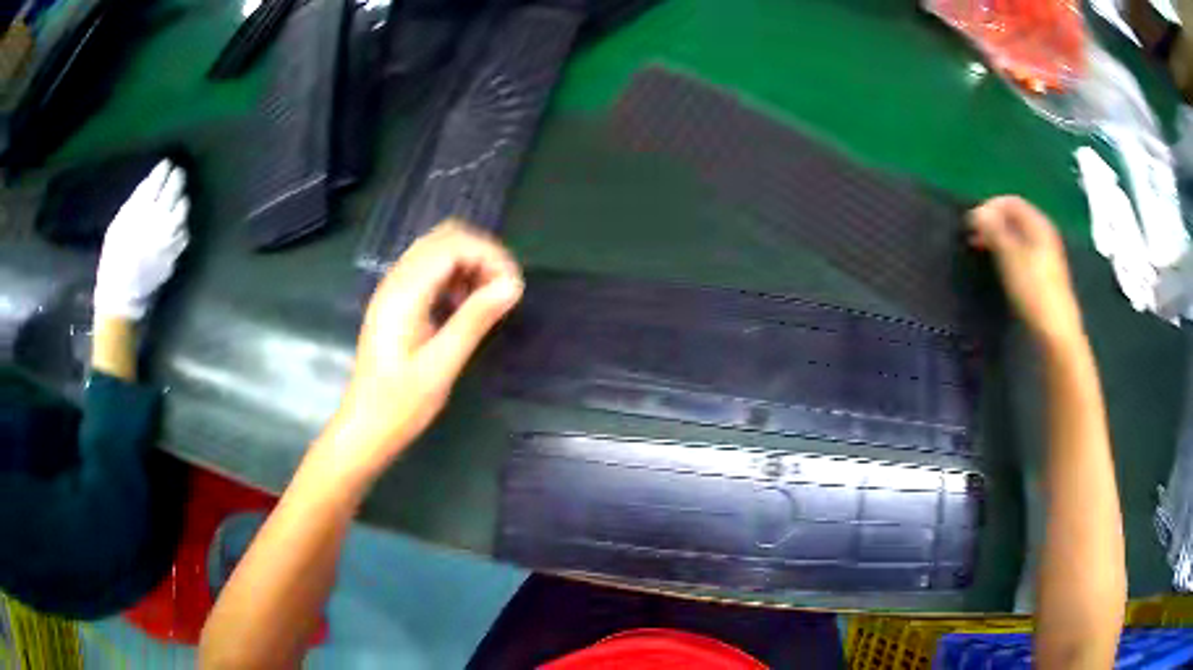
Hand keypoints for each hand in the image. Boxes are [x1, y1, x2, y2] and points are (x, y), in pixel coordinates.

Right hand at [93, 160, 190, 320]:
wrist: (122, 291)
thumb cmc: (115, 255)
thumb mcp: (119, 222)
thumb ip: (136, 201)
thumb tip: (150, 183)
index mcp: (142, 209)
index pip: (158, 180)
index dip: (164, 170)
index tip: (166, 164)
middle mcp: (159, 218)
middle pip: (174, 188)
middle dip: (177, 178)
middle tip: (177, 173)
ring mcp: (169, 236)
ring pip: (183, 209)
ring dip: (182, 200)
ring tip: (179, 197)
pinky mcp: (175, 252)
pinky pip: (184, 232)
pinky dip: (182, 225)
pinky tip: (178, 223)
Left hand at [317, 221, 522, 480]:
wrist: (365, 426)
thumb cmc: (401, 403)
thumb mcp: (441, 365)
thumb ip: (475, 320)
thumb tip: (512, 285)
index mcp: (405, 293)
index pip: (452, 245)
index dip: (489, 255)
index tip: (513, 288)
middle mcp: (396, 281)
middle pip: (444, 238)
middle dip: (481, 254)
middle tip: (503, 290)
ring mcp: (393, 290)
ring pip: (437, 251)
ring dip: (468, 264)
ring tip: (486, 300)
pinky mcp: (396, 302)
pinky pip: (429, 270)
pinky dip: (454, 276)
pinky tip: (463, 307)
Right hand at [968, 196, 1083, 344]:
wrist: (1056, 332)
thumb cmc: (1034, 290)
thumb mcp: (1010, 257)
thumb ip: (994, 231)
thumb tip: (977, 213)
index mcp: (1038, 224)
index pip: (1010, 201)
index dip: (989, 207)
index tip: (971, 223)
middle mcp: (1044, 234)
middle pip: (1015, 218)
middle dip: (993, 223)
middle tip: (973, 237)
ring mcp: (1046, 255)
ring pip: (1018, 236)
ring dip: (998, 239)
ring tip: (982, 251)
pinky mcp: (1044, 274)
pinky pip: (1022, 252)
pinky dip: (1007, 253)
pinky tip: (999, 267)